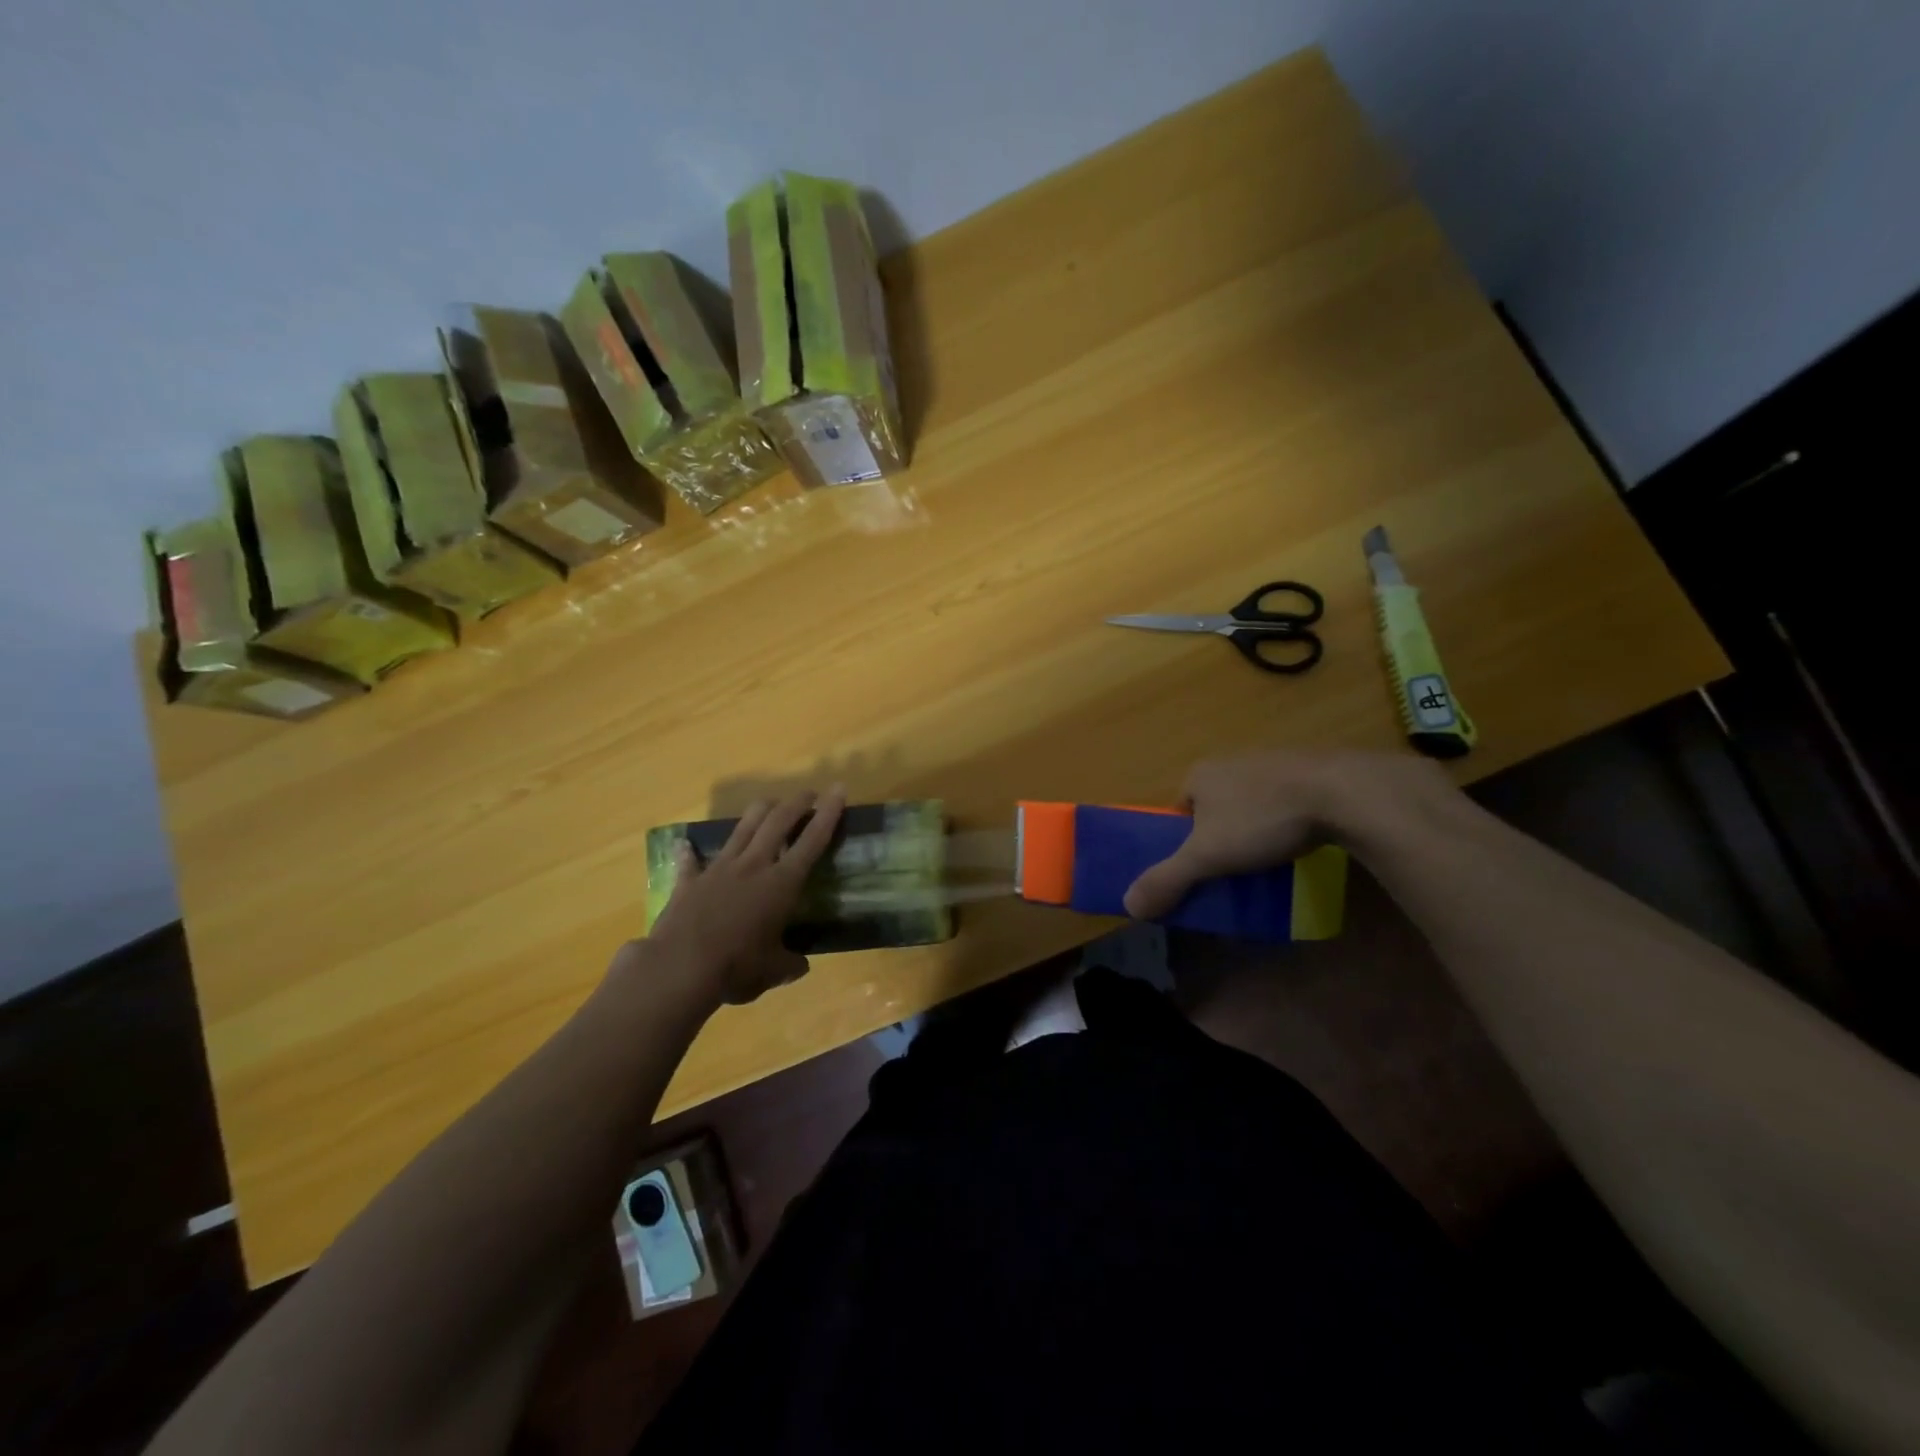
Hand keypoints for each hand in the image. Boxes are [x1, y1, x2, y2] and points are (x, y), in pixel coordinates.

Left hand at [631, 787, 846, 1007]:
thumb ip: (789, 964)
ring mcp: (719, 869)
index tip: (838, 789)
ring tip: (769, 803)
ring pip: (743, 827)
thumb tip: (800, 966)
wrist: (679, 968)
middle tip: (808, 793)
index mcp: (781, 883)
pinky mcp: (689, 881)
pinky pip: (691, 861)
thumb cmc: (736, 967)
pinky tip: (685, 845)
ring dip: (759, 811)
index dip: (828, 813)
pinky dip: (690, 852)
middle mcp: (753, 866)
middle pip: (777, 821)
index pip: (812, 840)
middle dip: (796, 803)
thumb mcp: (773, 971)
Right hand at [1122, 751, 1451, 918]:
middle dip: (1221, 835)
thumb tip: (1127, 905)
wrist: (1343, 792)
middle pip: (1214, 806)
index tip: (1201, 867)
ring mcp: (1272, 762)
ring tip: (1270, 858)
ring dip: (1255, 827)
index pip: (1178, 810)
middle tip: (1235, 868)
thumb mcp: (1207, 856)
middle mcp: (1231, 761)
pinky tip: (1301, 840)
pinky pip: (1286, 799)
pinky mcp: (1309, 770)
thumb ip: (1167, 879)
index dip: (1184, 840)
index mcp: (1200, 774)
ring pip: (1251, 802)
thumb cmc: (1263, 819)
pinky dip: (1288, 820)